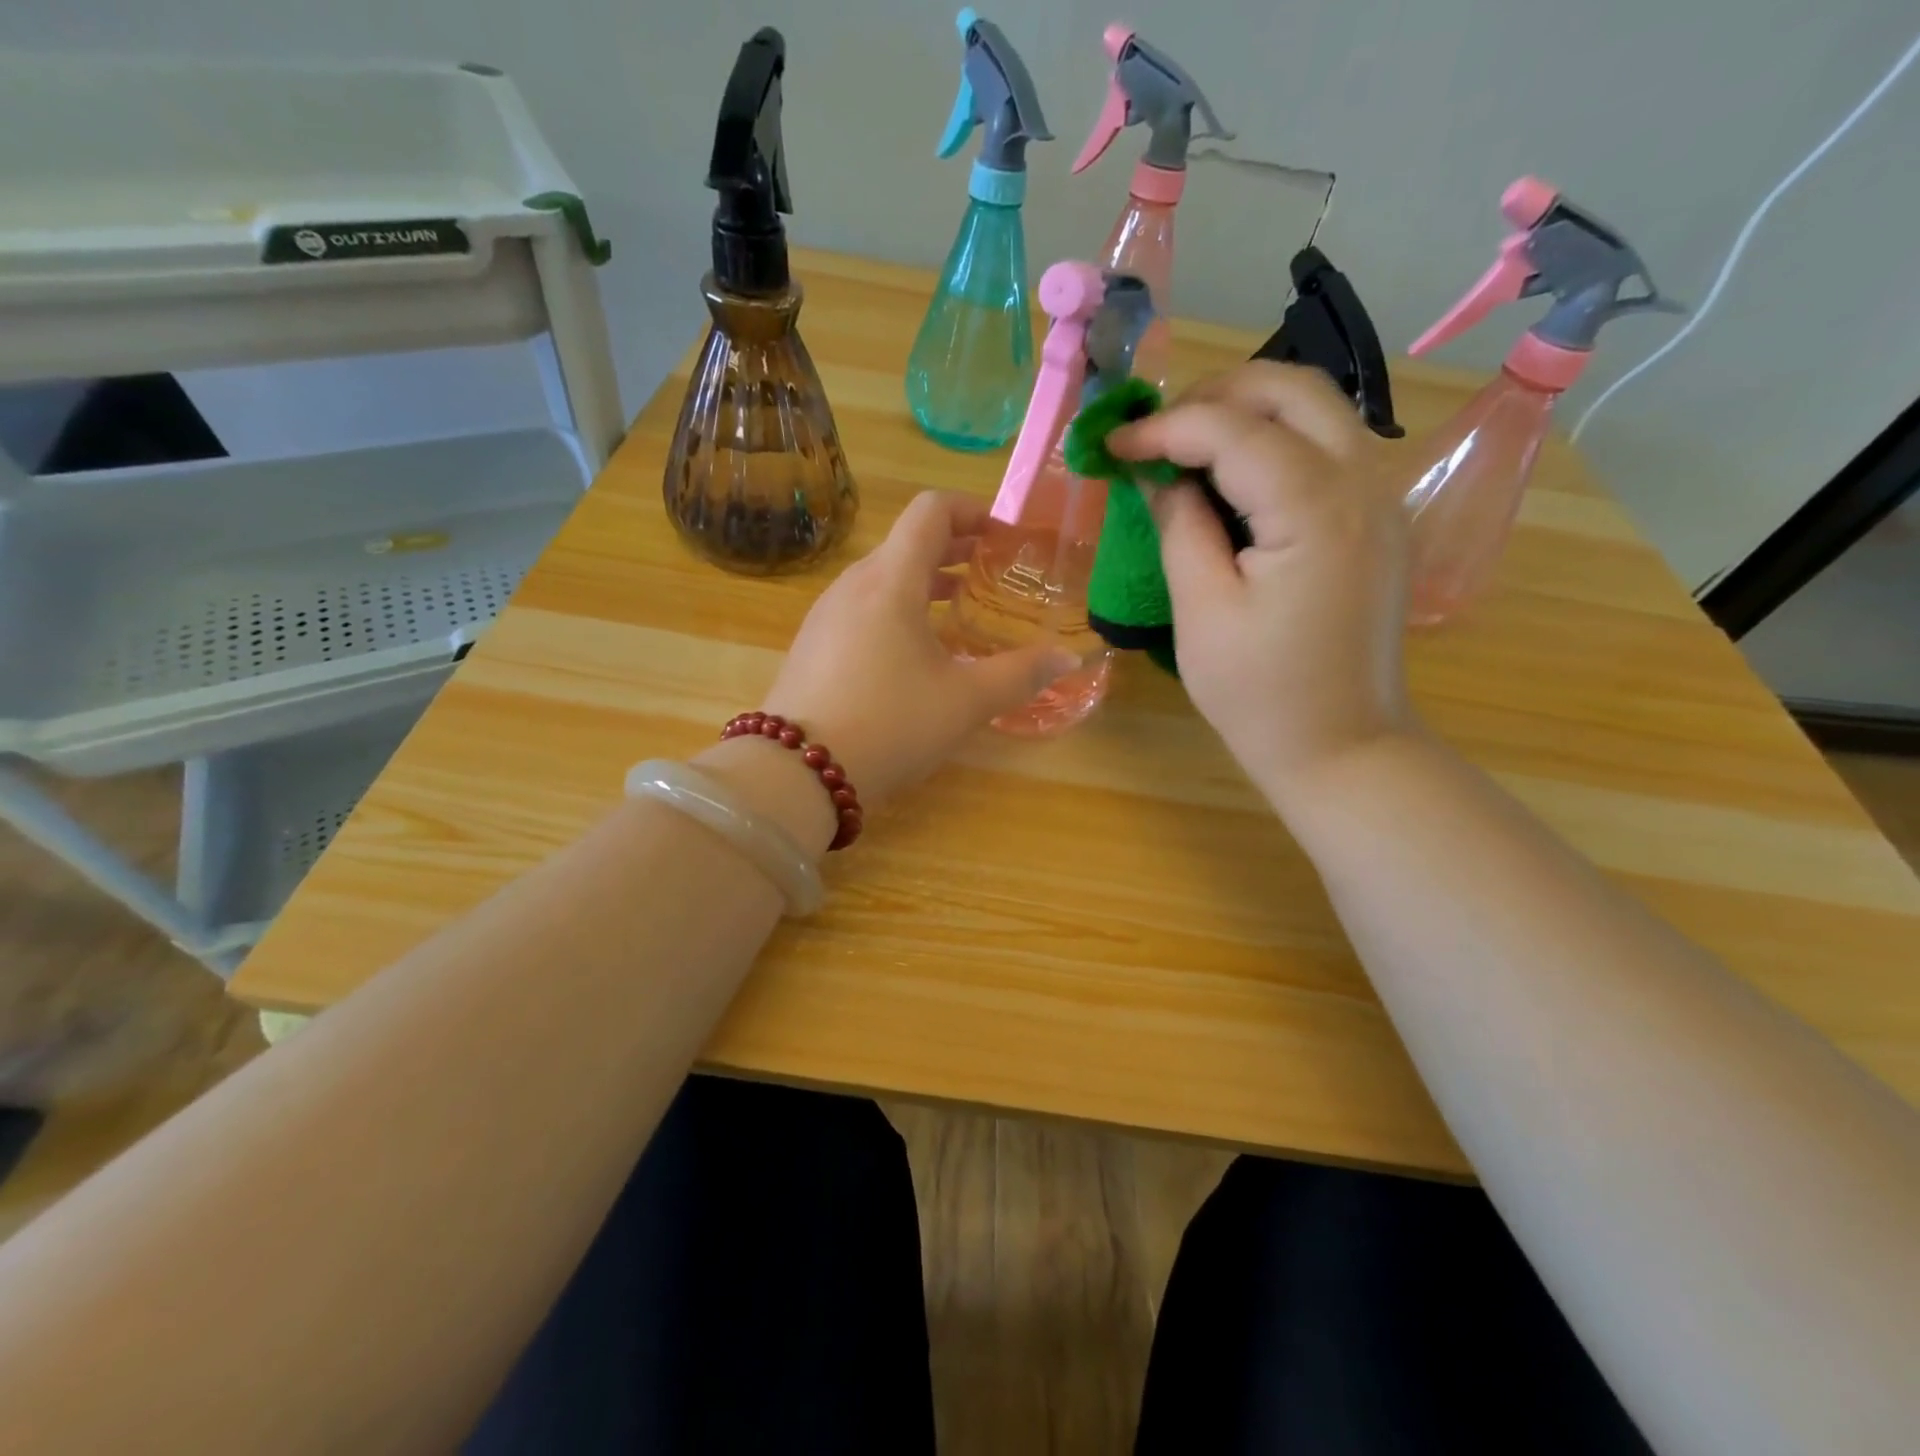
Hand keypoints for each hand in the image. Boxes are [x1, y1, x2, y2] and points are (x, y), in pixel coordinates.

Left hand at [756, 492, 1079, 807]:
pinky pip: (862, 608)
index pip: (931, 511)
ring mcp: (825, 614)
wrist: (796, 772)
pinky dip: (897, 609)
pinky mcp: (812, 644)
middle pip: (907, 542)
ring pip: (883, 577)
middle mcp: (853, 584)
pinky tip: (914, 653)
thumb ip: (1020, 674)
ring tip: (959, 610)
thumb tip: (1067, 658)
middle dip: (955, 549)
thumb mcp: (965, 702)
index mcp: (891, 580)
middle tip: (993, 573)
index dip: (973, 511)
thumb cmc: (890, 725)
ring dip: (925, 581)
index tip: (1005, 537)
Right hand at [1108, 362, 1415, 805]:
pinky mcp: (1379, 519)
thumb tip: (1158, 475)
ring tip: (1185, 444)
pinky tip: (1233, 475)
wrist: (1342, 747)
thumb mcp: (1203, 611)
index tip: (1113, 446)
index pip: (1234, 430)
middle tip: (1155, 432)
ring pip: (1318, 409)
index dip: (1165, 428)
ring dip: (1248, 410)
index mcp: (1316, 510)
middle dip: (1214, 395)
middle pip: (1293, 389)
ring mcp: (1382, 498)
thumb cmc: (1261, 694)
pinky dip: (1276, 439)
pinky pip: (1329, 446)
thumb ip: (1180, 527)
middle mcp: (1364, 483)